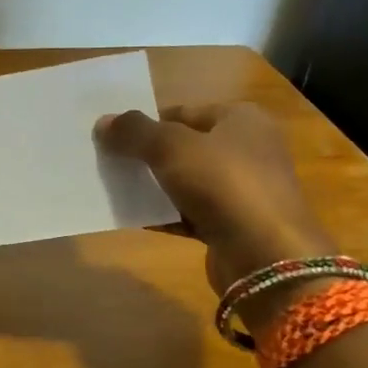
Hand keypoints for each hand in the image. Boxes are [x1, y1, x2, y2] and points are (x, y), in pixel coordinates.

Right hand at [94, 103, 336, 293]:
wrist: (265, 255)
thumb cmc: (223, 184)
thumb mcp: (171, 147)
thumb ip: (135, 132)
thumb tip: (102, 122)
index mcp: (241, 119)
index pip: (183, 112)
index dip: (147, 122)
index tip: (113, 136)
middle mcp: (246, 149)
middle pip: (184, 147)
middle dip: (147, 155)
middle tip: (108, 162)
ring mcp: (242, 190)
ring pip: (185, 182)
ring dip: (153, 186)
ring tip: (114, 189)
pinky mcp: (233, 225)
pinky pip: (190, 213)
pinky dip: (164, 215)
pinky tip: (133, 218)